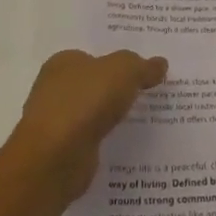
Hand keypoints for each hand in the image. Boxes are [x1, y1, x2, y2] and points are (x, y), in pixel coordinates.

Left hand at [3, 49, 166, 209]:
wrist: (56, 158)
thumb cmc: (85, 102)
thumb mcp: (123, 71)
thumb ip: (142, 66)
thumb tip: (160, 64)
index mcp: (63, 62)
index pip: (93, 57)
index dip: (117, 63)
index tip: (141, 70)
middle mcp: (54, 89)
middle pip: (92, 85)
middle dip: (115, 89)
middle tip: (149, 93)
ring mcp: (56, 122)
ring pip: (92, 113)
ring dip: (111, 116)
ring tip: (145, 120)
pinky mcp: (62, 152)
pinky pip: (91, 139)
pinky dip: (105, 140)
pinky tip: (126, 143)